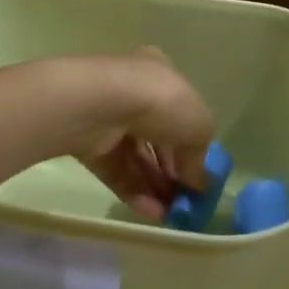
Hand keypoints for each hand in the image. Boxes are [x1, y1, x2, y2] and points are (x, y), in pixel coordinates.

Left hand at [50, 48, 215, 220]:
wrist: (99, 105)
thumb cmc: (159, 101)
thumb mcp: (198, 125)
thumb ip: (200, 156)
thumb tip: (197, 182)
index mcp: (159, 74)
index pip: (179, 110)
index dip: (192, 142)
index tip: (200, 172)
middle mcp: (132, 91)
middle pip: (157, 137)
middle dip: (172, 170)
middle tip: (186, 201)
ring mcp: (108, 118)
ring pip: (136, 157)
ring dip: (155, 186)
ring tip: (172, 214)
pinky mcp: (88, 144)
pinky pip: (116, 170)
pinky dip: (134, 192)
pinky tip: (152, 213)